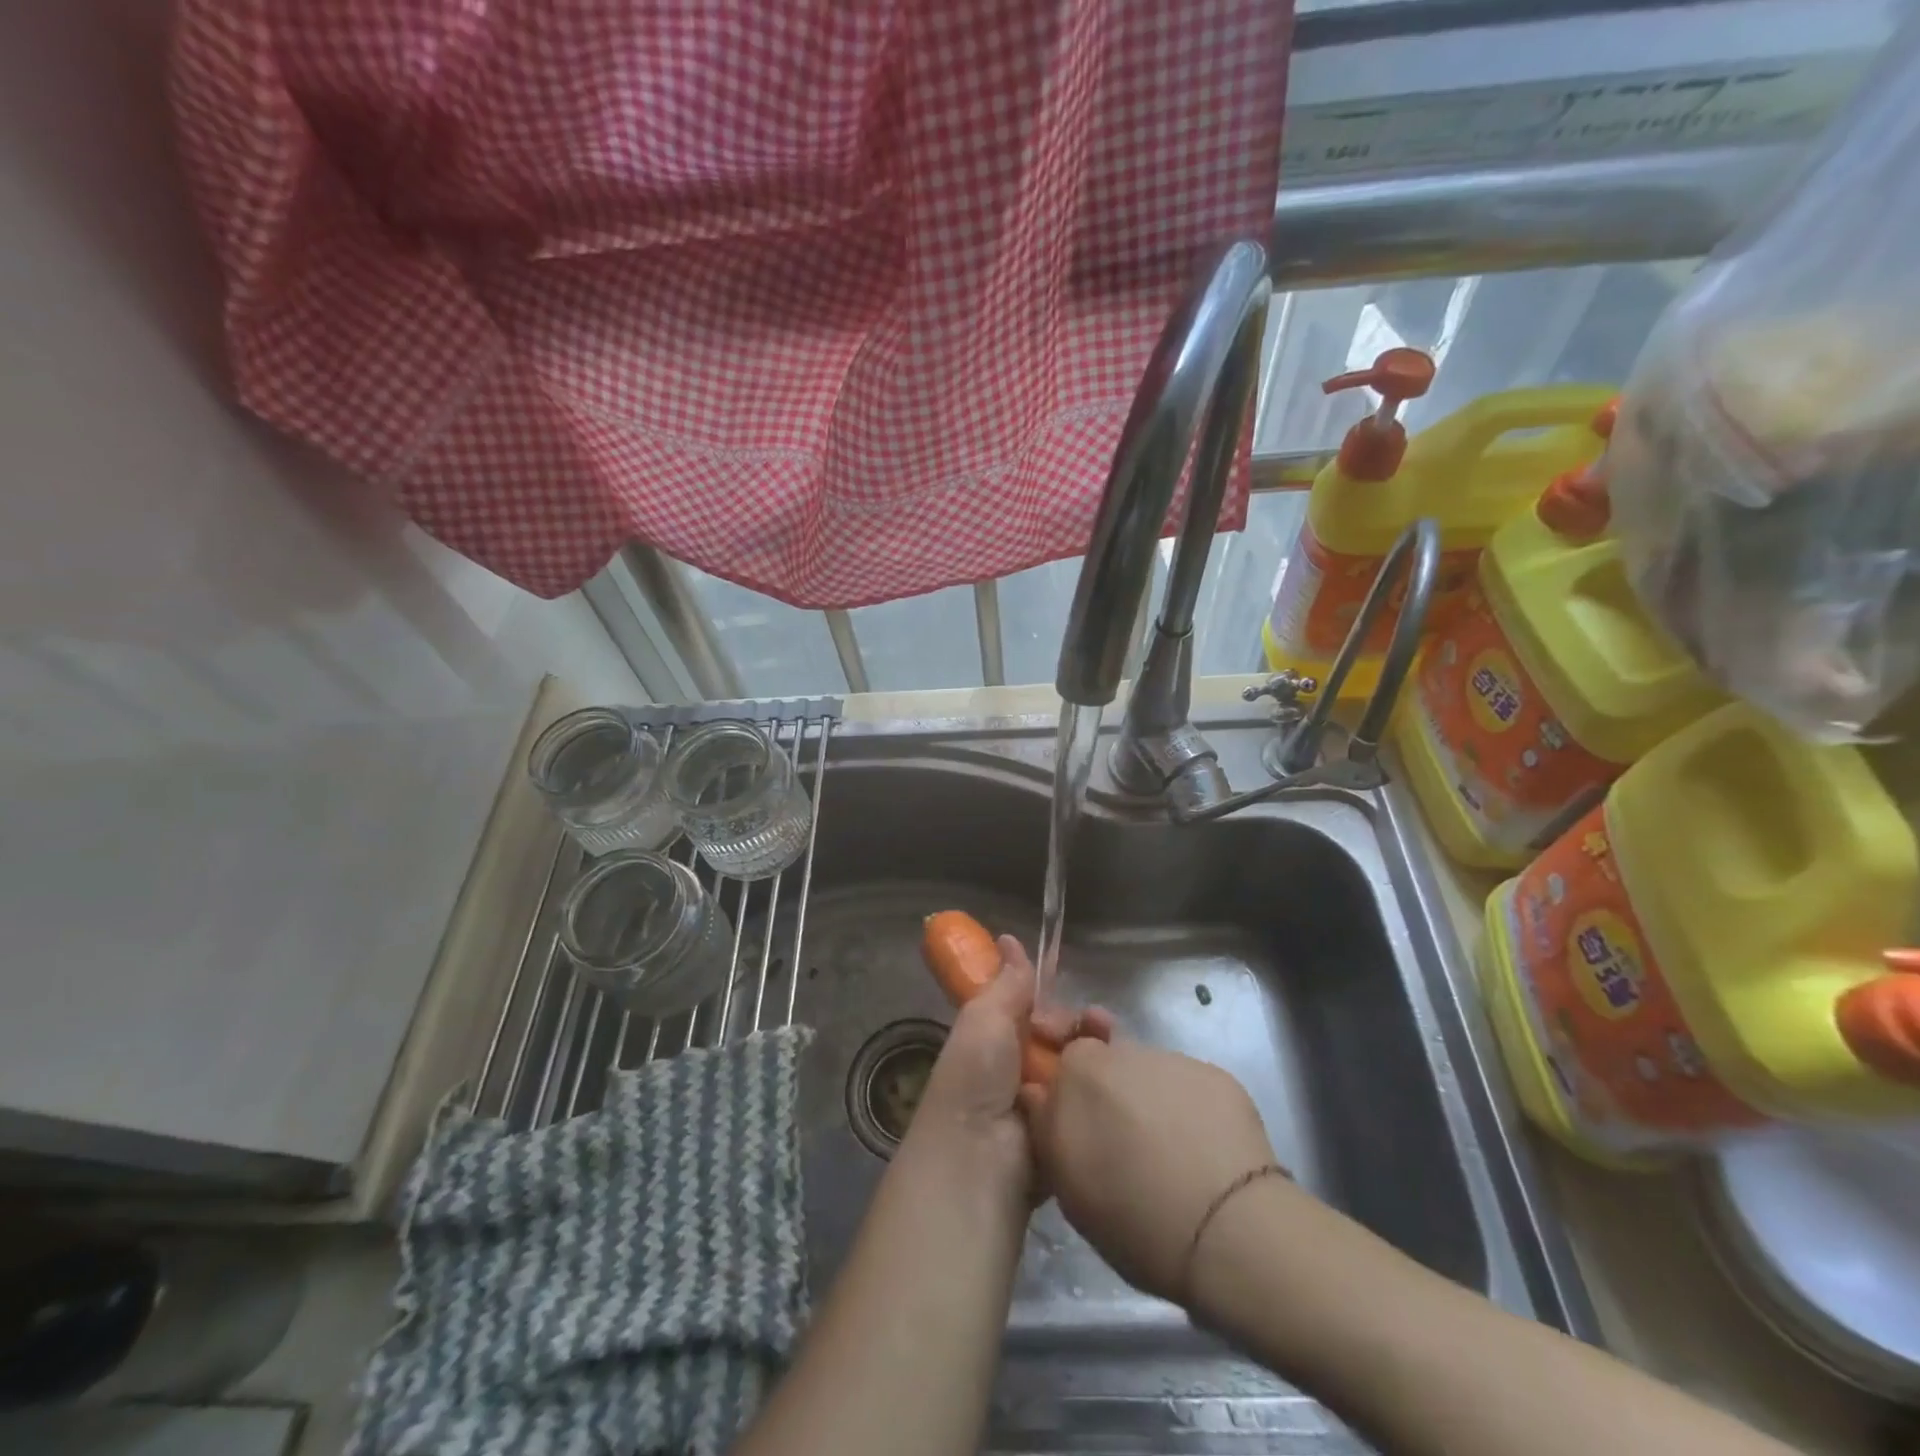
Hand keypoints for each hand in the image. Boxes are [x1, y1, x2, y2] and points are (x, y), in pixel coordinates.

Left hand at [906, 936, 1111, 1202]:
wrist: (981, 1161)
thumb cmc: (975, 1079)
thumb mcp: (985, 1018)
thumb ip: (1006, 982)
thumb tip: (1009, 939)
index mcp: (991, 1038)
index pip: (1025, 1007)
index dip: (1045, 993)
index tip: (1066, 978)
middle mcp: (1015, 1067)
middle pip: (1057, 1033)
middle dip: (1075, 1021)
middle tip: (1093, 1021)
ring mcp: (1042, 1100)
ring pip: (1077, 1062)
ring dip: (1094, 1045)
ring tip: (1108, 1035)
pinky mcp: (1066, 1129)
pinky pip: (1088, 1098)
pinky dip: (1102, 1082)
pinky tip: (1118, 1072)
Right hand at [1018, 1036, 1283, 1303]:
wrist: (1229, 1229)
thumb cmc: (1134, 1216)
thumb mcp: (1067, 1183)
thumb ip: (1046, 1125)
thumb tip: (1039, 1095)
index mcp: (1078, 1071)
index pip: (1061, 1058)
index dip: (1066, 1085)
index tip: (1073, 1116)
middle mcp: (1122, 1051)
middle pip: (1105, 1060)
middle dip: (1106, 1089)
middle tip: (1116, 1138)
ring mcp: (1172, 1059)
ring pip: (1148, 1073)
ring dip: (1147, 1098)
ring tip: (1163, 1149)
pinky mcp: (1217, 1075)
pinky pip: (1188, 1086)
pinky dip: (1187, 1108)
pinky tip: (1200, 1148)